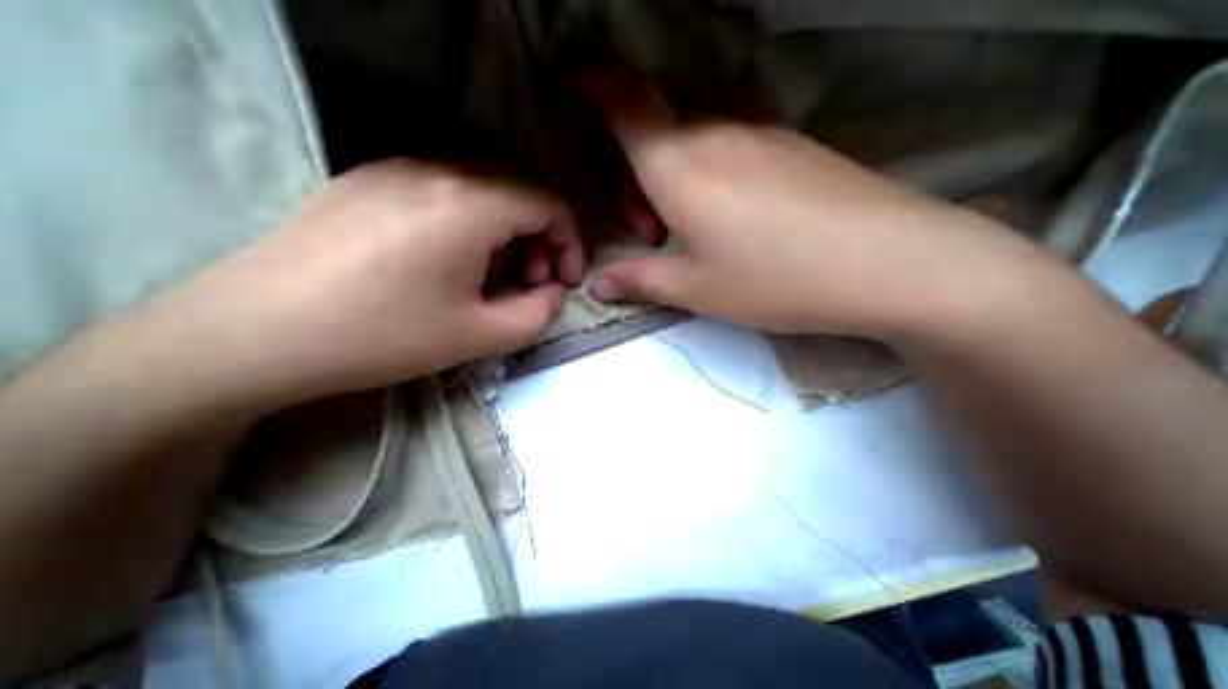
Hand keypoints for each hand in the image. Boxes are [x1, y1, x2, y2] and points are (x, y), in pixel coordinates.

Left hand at [139, 160, 581, 408]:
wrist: (257, 333)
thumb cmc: (382, 336)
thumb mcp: (481, 337)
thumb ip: (539, 314)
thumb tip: (553, 292)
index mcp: (469, 206)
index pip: (550, 204)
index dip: (570, 243)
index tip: (565, 282)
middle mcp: (437, 171)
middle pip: (521, 188)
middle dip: (542, 237)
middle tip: (531, 281)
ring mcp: (397, 169)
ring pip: (485, 187)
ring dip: (508, 230)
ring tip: (493, 277)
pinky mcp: (370, 180)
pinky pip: (446, 190)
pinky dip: (472, 223)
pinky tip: (452, 262)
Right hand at [586, 75, 1055, 340]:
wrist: (887, 262)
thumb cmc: (774, 278)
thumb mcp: (695, 288)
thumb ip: (639, 281)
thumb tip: (599, 285)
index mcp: (679, 165)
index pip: (623, 101)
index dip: (591, 86)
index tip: (571, 88)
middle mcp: (716, 132)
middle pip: (654, 129)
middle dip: (633, 175)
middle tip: (649, 232)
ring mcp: (760, 133)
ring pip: (691, 136)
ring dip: (671, 176)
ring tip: (687, 228)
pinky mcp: (791, 146)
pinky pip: (729, 142)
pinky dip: (707, 171)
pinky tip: (727, 214)